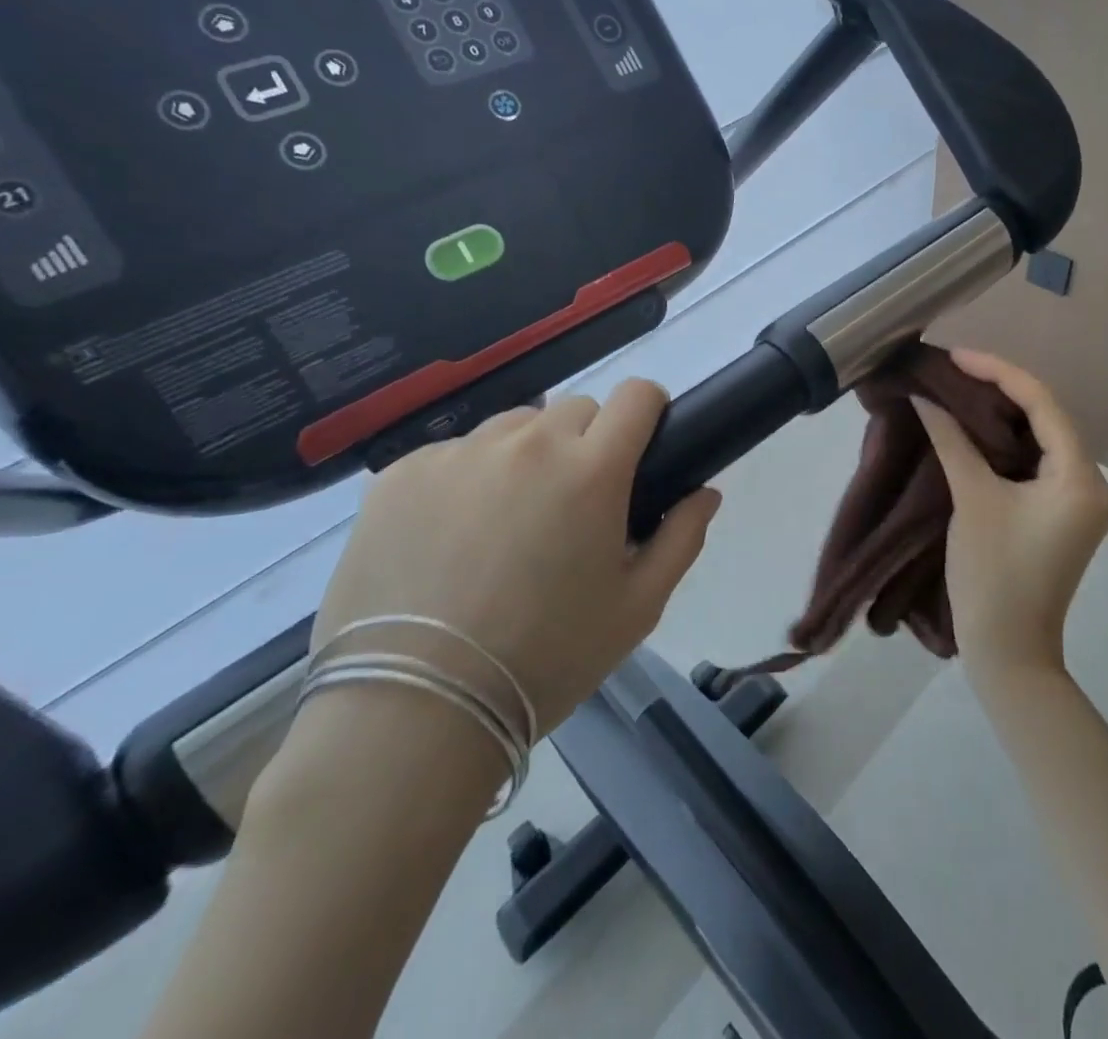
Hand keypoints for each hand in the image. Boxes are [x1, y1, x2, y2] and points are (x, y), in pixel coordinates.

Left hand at [305, 382, 721, 757]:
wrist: (413, 712)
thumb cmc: (546, 659)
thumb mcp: (637, 608)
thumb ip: (681, 539)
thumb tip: (705, 492)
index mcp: (592, 470)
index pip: (636, 395)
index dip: (647, 411)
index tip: (641, 445)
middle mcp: (528, 444)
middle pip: (577, 409)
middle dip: (588, 442)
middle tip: (574, 504)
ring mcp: (459, 455)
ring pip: (514, 427)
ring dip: (527, 456)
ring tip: (508, 521)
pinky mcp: (402, 475)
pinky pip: (454, 455)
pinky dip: (467, 479)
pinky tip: (451, 538)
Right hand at [914, 349, 1107, 677]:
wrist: (1009, 653)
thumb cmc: (992, 575)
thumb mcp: (971, 499)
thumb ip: (952, 441)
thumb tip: (925, 398)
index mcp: (1080, 477)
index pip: (1042, 403)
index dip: (998, 371)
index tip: (955, 357)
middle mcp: (1094, 483)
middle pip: (1048, 417)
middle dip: (1001, 388)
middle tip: (954, 369)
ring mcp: (1081, 501)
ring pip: (1043, 439)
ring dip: (1004, 414)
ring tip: (960, 389)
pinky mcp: (1065, 515)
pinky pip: (1039, 462)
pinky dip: (1008, 443)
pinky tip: (977, 427)